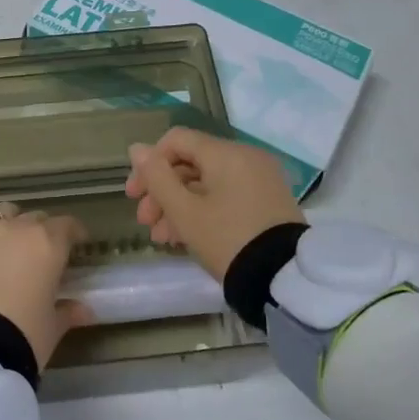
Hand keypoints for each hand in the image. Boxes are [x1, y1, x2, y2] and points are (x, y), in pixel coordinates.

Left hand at [0, 161, 92, 369]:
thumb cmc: (21, 336)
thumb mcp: (52, 327)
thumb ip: (68, 312)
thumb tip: (85, 310)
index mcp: (49, 244)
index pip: (68, 228)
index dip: (74, 235)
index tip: (78, 245)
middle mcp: (18, 228)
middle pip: (36, 220)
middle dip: (43, 233)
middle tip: (43, 255)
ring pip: (6, 212)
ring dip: (14, 221)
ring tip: (14, 237)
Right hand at [124, 127, 304, 279]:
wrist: (284, 278)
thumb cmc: (227, 239)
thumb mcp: (184, 212)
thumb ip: (157, 177)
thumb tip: (137, 149)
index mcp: (226, 153)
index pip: (176, 140)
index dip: (149, 164)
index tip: (134, 195)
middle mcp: (246, 158)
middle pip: (190, 163)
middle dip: (162, 191)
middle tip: (145, 221)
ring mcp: (260, 180)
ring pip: (206, 183)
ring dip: (178, 205)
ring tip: (161, 237)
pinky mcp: (267, 201)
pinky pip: (226, 195)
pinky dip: (203, 210)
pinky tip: (183, 237)